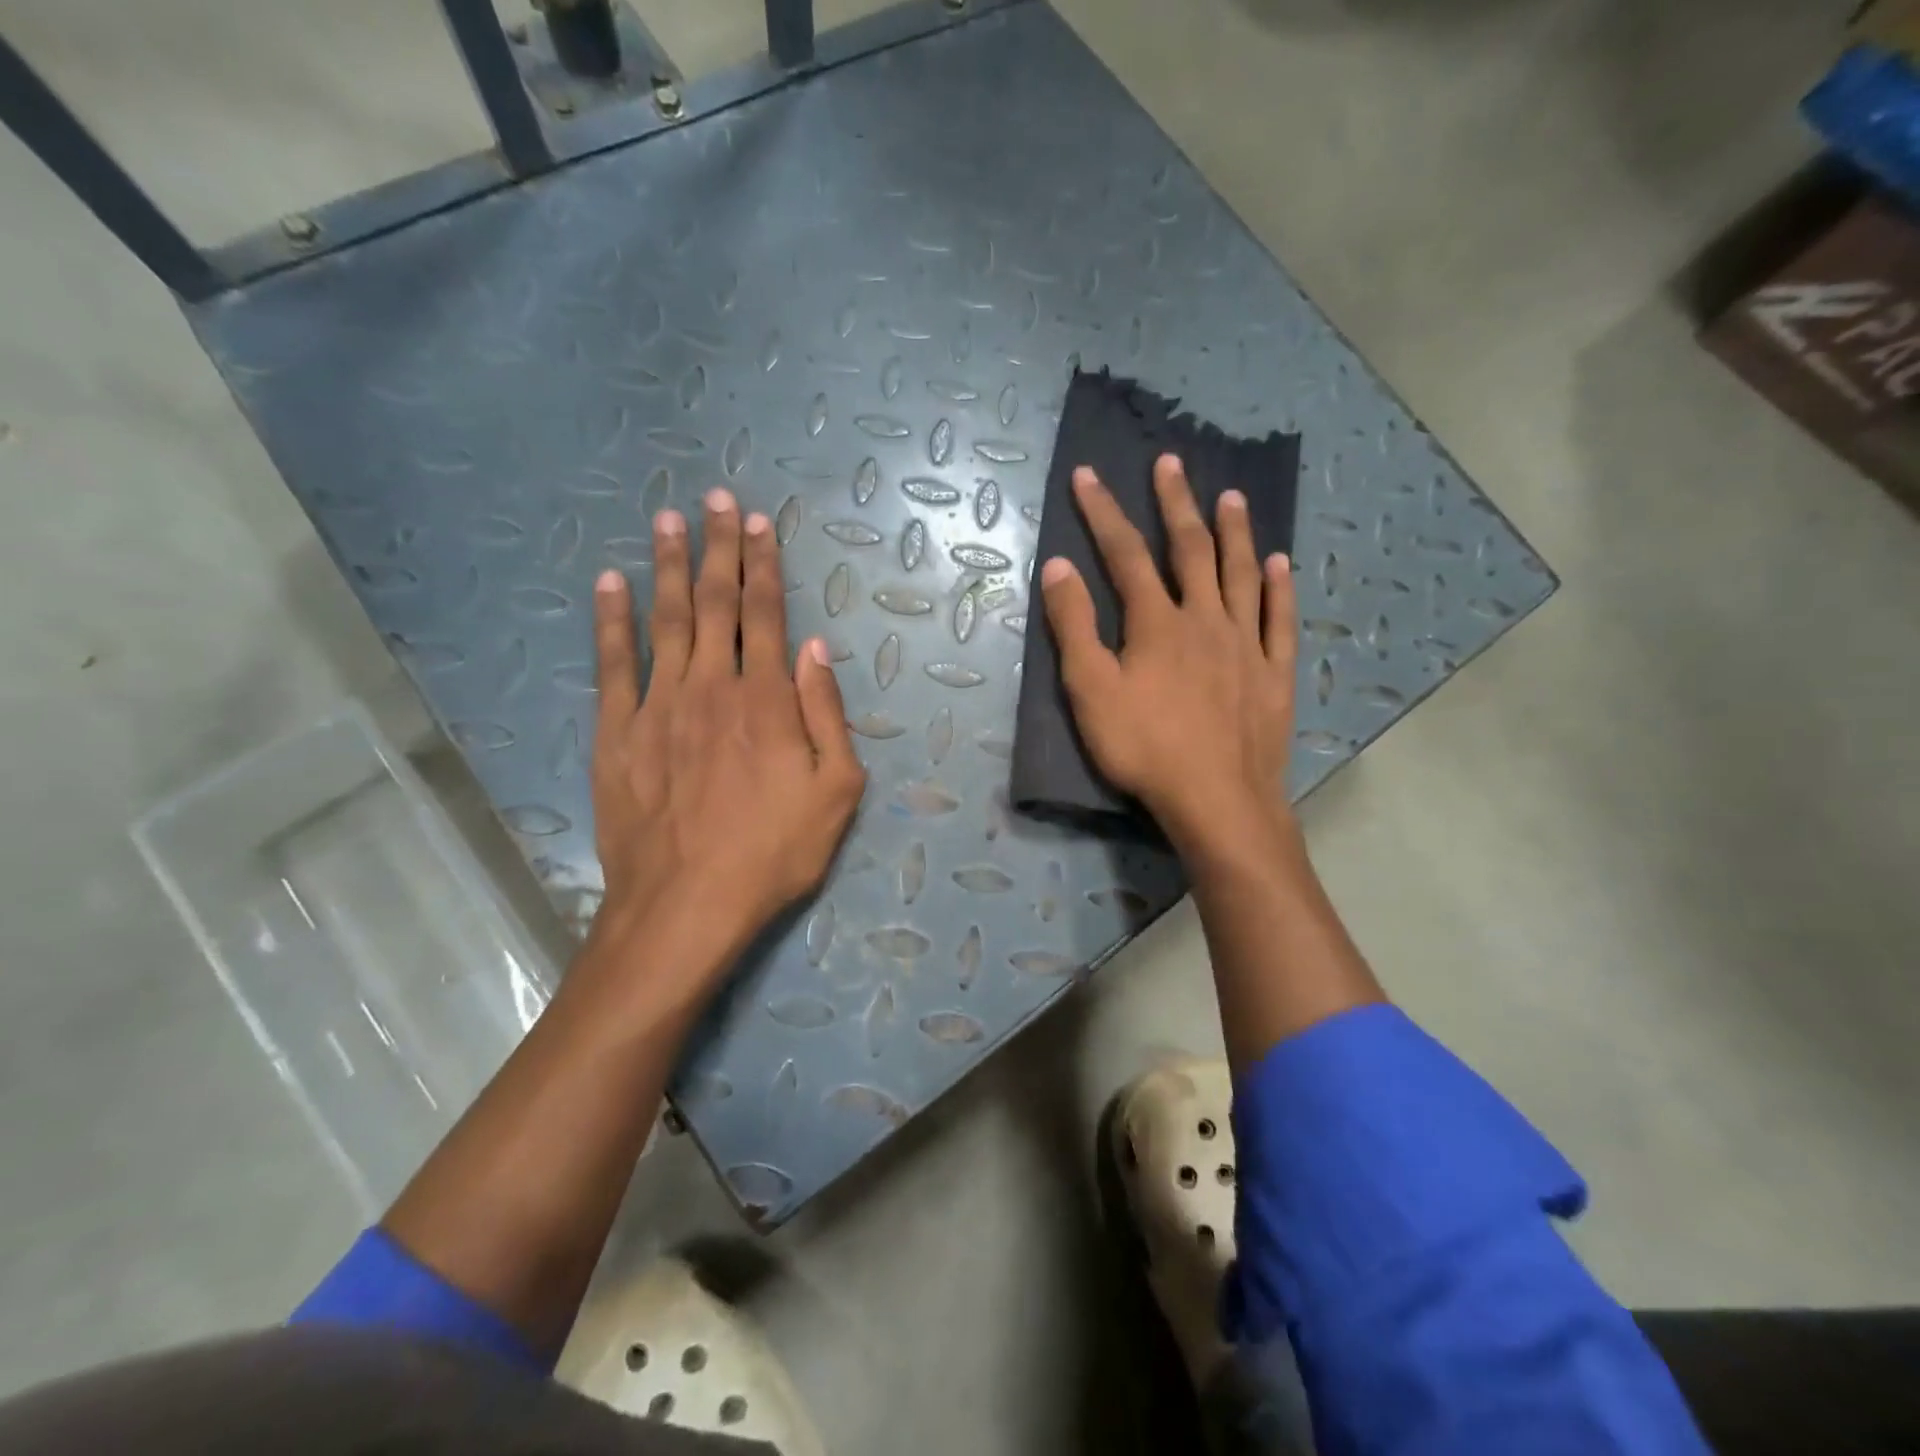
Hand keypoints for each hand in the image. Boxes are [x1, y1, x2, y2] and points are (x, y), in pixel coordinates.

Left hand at [589, 488, 865, 974]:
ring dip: (667, 566)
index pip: (767, 615)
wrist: (686, 904)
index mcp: (767, 699)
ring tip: (668, 520)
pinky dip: (611, 620)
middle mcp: (712, 686)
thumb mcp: (836, 791)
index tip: (759, 524)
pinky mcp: (617, 732)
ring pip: (665, 619)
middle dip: (719, 548)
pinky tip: (608, 583)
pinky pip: (612, 663)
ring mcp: (658, 705)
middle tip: (717, 500)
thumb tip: (817, 651)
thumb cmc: (773, 852)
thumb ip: (828, 715)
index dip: (764, 565)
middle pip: (715, 603)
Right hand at [1039, 454, 1296, 846]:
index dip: (1104, 512)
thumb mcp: (1091, 691)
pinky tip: (1282, 563)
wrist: (1217, 800)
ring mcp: (1246, 643)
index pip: (1124, 554)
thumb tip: (1058, 566)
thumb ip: (1074, 627)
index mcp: (1157, 623)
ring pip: (1242, 574)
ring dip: (1235, 532)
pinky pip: (1279, 620)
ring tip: (1231, 496)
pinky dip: (1280, 588)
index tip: (1088, 475)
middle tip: (1171, 463)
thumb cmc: (1144, 748)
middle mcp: (1205, 618)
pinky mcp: (1275, 672)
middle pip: (1190, 549)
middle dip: (1176, 504)